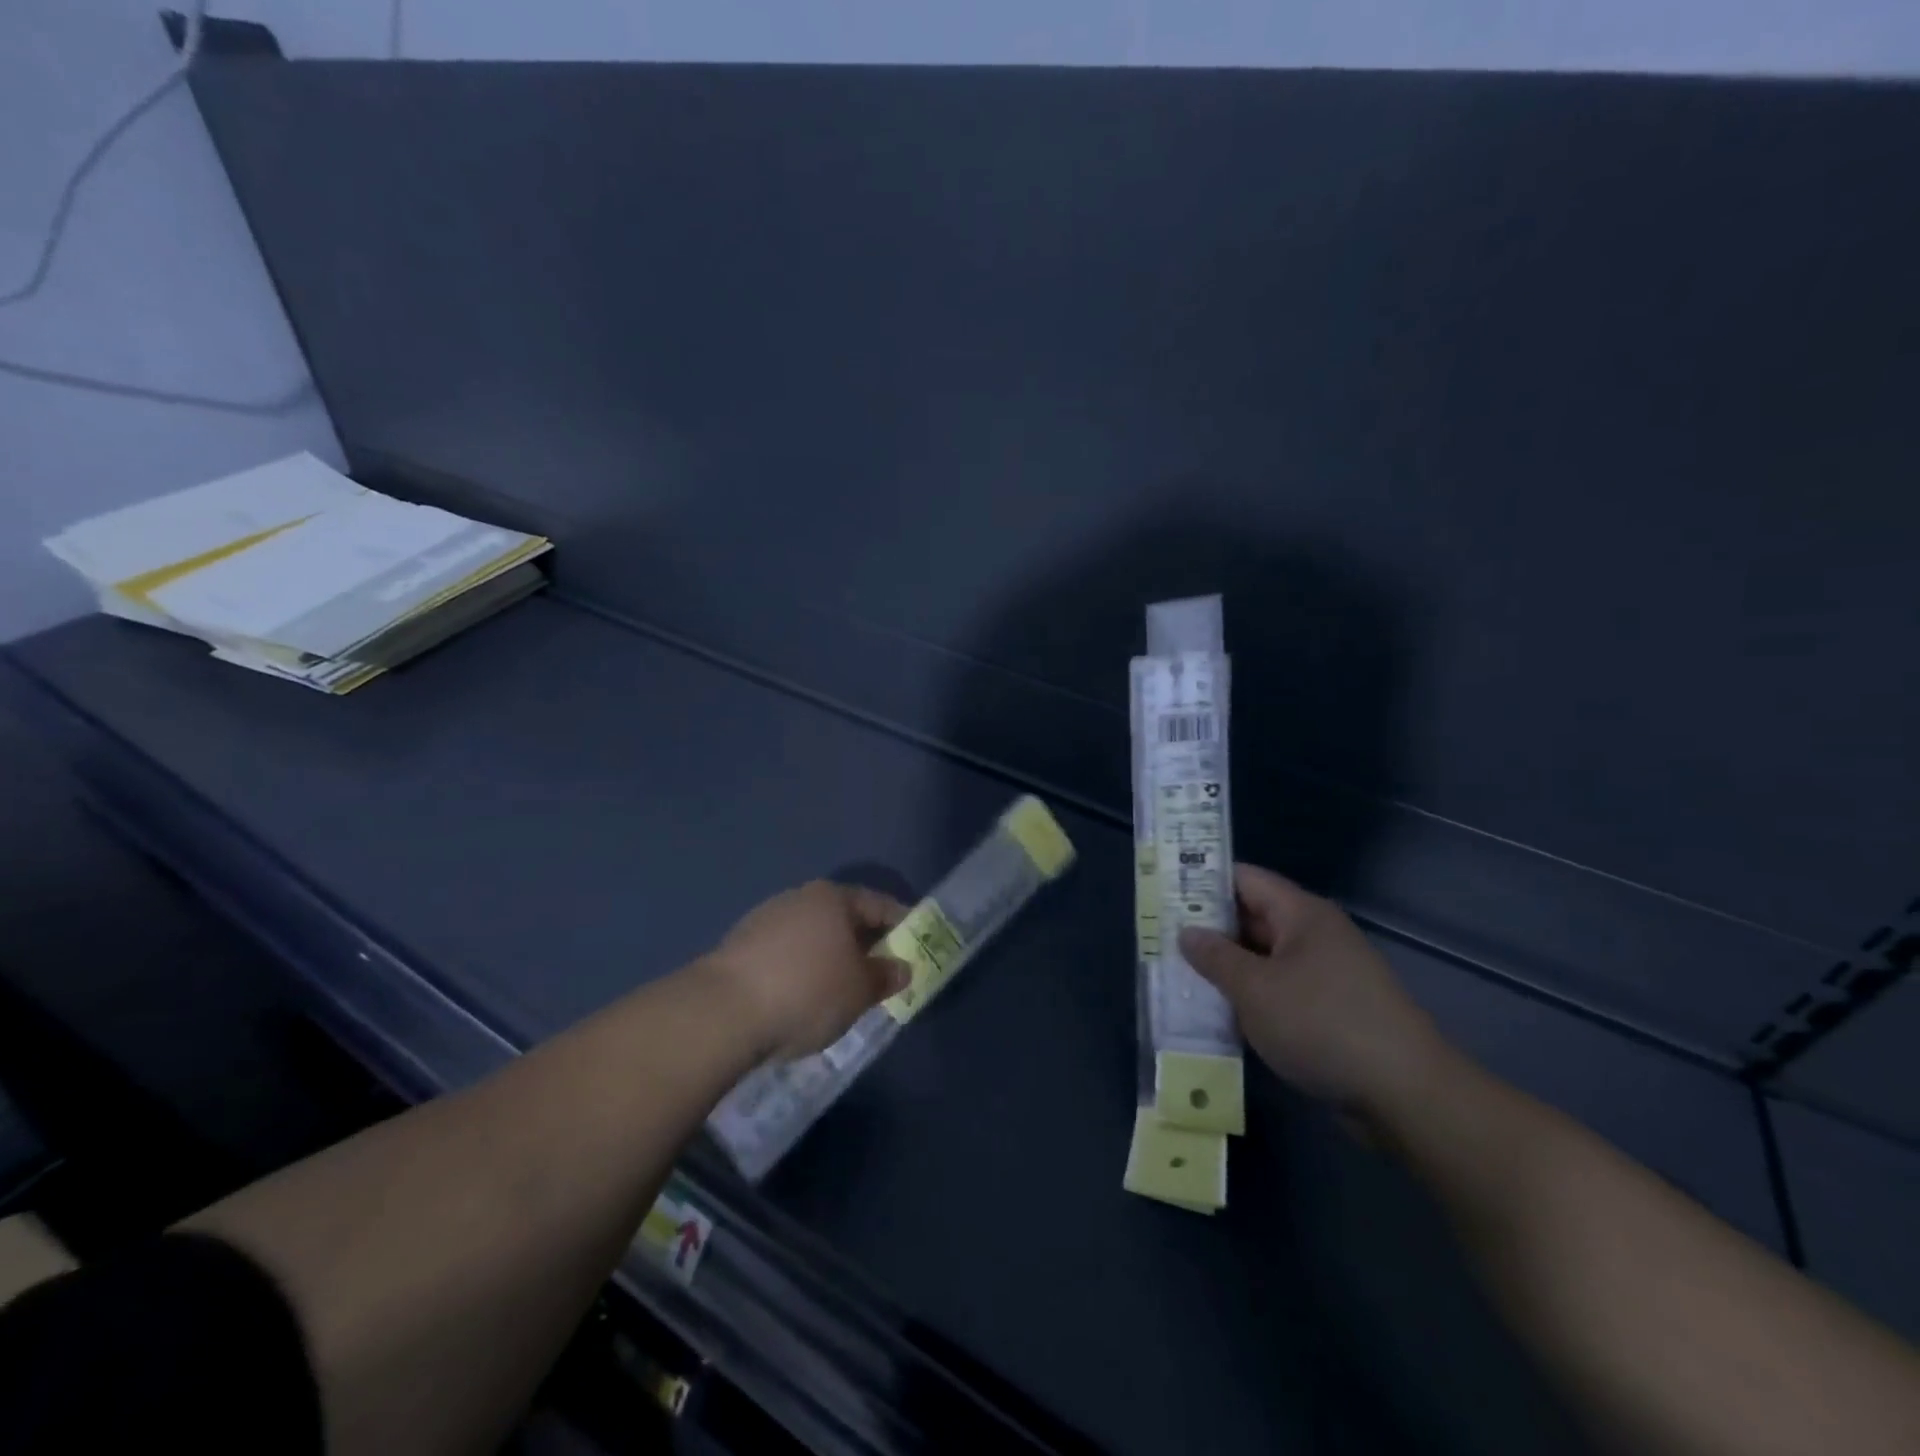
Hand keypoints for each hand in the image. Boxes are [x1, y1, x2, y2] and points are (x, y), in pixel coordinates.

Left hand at [703, 881, 910, 1061]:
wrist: (722, 1012)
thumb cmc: (807, 991)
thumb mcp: (860, 990)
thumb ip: (885, 976)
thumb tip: (901, 967)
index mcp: (833, 898)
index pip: (878, 905)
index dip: (901, 924)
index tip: (915, 945)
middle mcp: (798, 898)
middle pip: (843, 918)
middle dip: (864, 944)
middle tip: (881, 972)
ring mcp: (764, 920)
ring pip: (812, 937)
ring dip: (830, 958)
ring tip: (842, 991)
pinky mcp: (738, 947)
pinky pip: (785, 955)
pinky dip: (801, 971)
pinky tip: (802, 998)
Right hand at [1178, 864, 1452, 1120]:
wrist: (1406, 1095)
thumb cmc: (1323, 1025)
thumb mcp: (1255, 989)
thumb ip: (1215, 957)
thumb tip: (1186, 932)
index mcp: (1301, 914)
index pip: (1244, 879)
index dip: (1203, 882)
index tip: (1164, 894)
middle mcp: (1315, 935)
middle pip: (1252, 917)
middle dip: (1208, 929)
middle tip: (1161, 938)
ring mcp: (1326, 974)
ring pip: (1264, 958)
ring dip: (1227, 968)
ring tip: (1179, 977)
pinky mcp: (1332, 1010)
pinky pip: (1280, 990)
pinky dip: (1251, 997)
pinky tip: (1219, 1013)